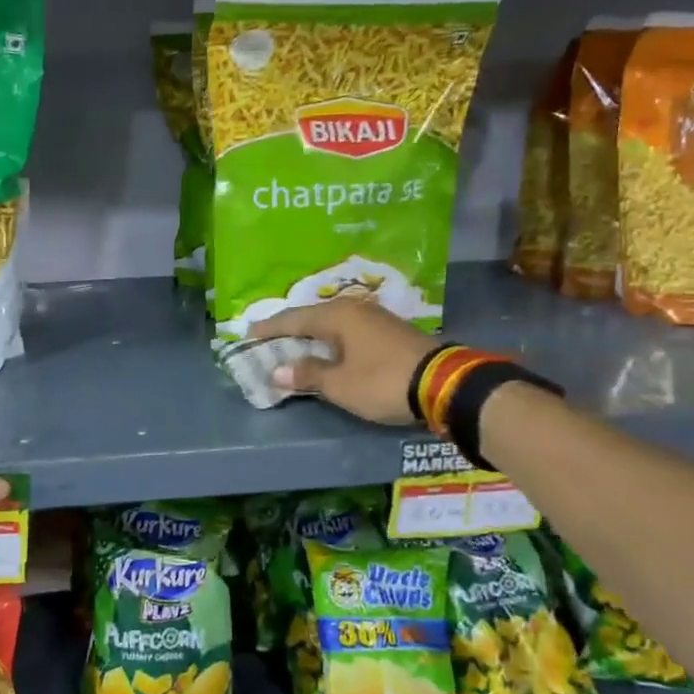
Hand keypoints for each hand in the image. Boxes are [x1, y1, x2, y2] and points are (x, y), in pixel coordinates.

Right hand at [252, 301, 437, 424]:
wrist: (445, 384)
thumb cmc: (383, 381)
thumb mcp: (340, 384)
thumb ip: (307, 375)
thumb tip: (278, 371)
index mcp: (336, 316)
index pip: (293, 319)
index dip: (269, 328)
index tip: (248, 334)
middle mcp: (353, 309)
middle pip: (312, 317)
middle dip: (289, 329)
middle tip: (267, 339)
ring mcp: (375, 318)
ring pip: (332, 324)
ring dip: (312, 335)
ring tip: (293, 345)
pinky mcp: (390, 332)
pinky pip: (348, 331)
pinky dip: (331, 340)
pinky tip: (327, 350)